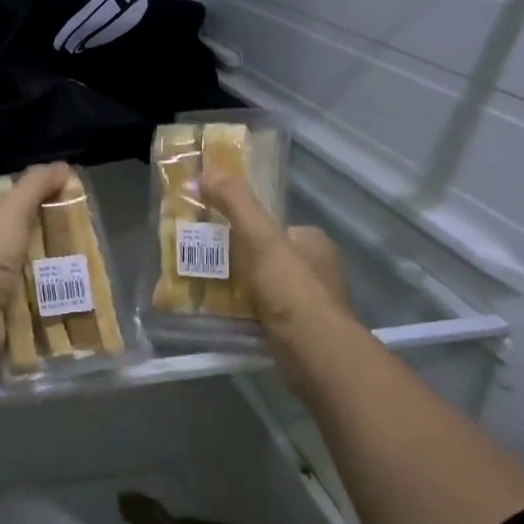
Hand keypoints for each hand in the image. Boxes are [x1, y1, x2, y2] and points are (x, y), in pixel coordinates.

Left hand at [0, 163, 72, 318]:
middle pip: (20, 258)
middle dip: (48, 258)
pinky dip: (52, 319)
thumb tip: (63, 167)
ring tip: (87, 288)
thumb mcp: (12, 207)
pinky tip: (75, 315)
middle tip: (83, 258)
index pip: (5, 225)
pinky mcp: (3, 331)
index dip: (31, 219)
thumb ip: (35, 185)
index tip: (63, 222)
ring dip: (52, 290)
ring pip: (28, 291)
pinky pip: (33, 322)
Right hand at [203, 171, 354, 356]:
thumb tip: (207, 171)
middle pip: (268, 257)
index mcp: (314, 242)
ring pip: (265, 287)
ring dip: (239, 289)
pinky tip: (222, 317)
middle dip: (240, 261)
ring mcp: (311, 303)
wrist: (314, 352)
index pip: (275, 227)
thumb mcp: (260, 237)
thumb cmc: (291, 288)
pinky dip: (245, 314)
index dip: (247, 228)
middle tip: (206, 264)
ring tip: (206, 290)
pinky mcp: (300, 332)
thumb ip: (236, 203)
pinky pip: (265, 314)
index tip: (218, 233)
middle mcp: (318, 270)